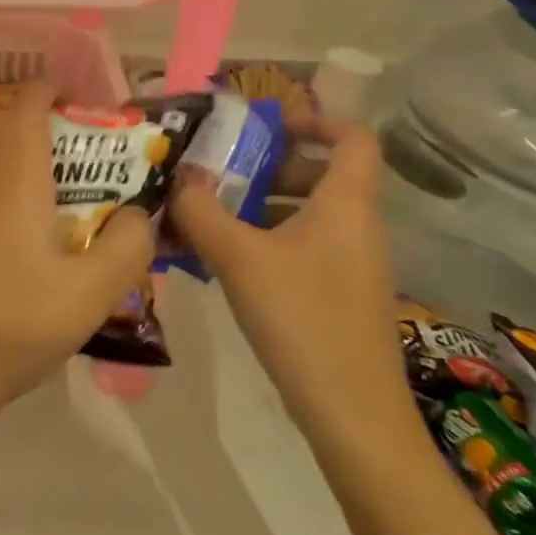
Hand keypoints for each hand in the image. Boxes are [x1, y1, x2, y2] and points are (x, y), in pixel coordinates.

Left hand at [0, 82, 155, 428]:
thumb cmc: (13, 329)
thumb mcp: (90, 298)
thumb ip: (126, 247)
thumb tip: (136, 214)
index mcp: (12, 186)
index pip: (22, 110)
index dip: (44, 90)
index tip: (71, 97)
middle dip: (23, 110)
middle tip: (62, 136)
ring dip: (3, 146)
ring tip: (43, 185)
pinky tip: (9, 233)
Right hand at [167, 116, 415, 453]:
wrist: (353, 415)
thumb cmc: (303, 319)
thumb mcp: (240, 258)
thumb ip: (202, 212)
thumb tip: (178, 180)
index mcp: (346, 204)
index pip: (353, 137)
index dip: (316, 119)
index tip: (267, 123)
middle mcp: (357, 227)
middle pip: (323, 174)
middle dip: (270, 166)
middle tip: (221, 172)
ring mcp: (352, 264)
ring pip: (309, 213)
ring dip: (262, 205)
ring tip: (210, 213)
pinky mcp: (339, 295)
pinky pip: (304, 247)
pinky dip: (268, 240)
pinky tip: (225, 259)